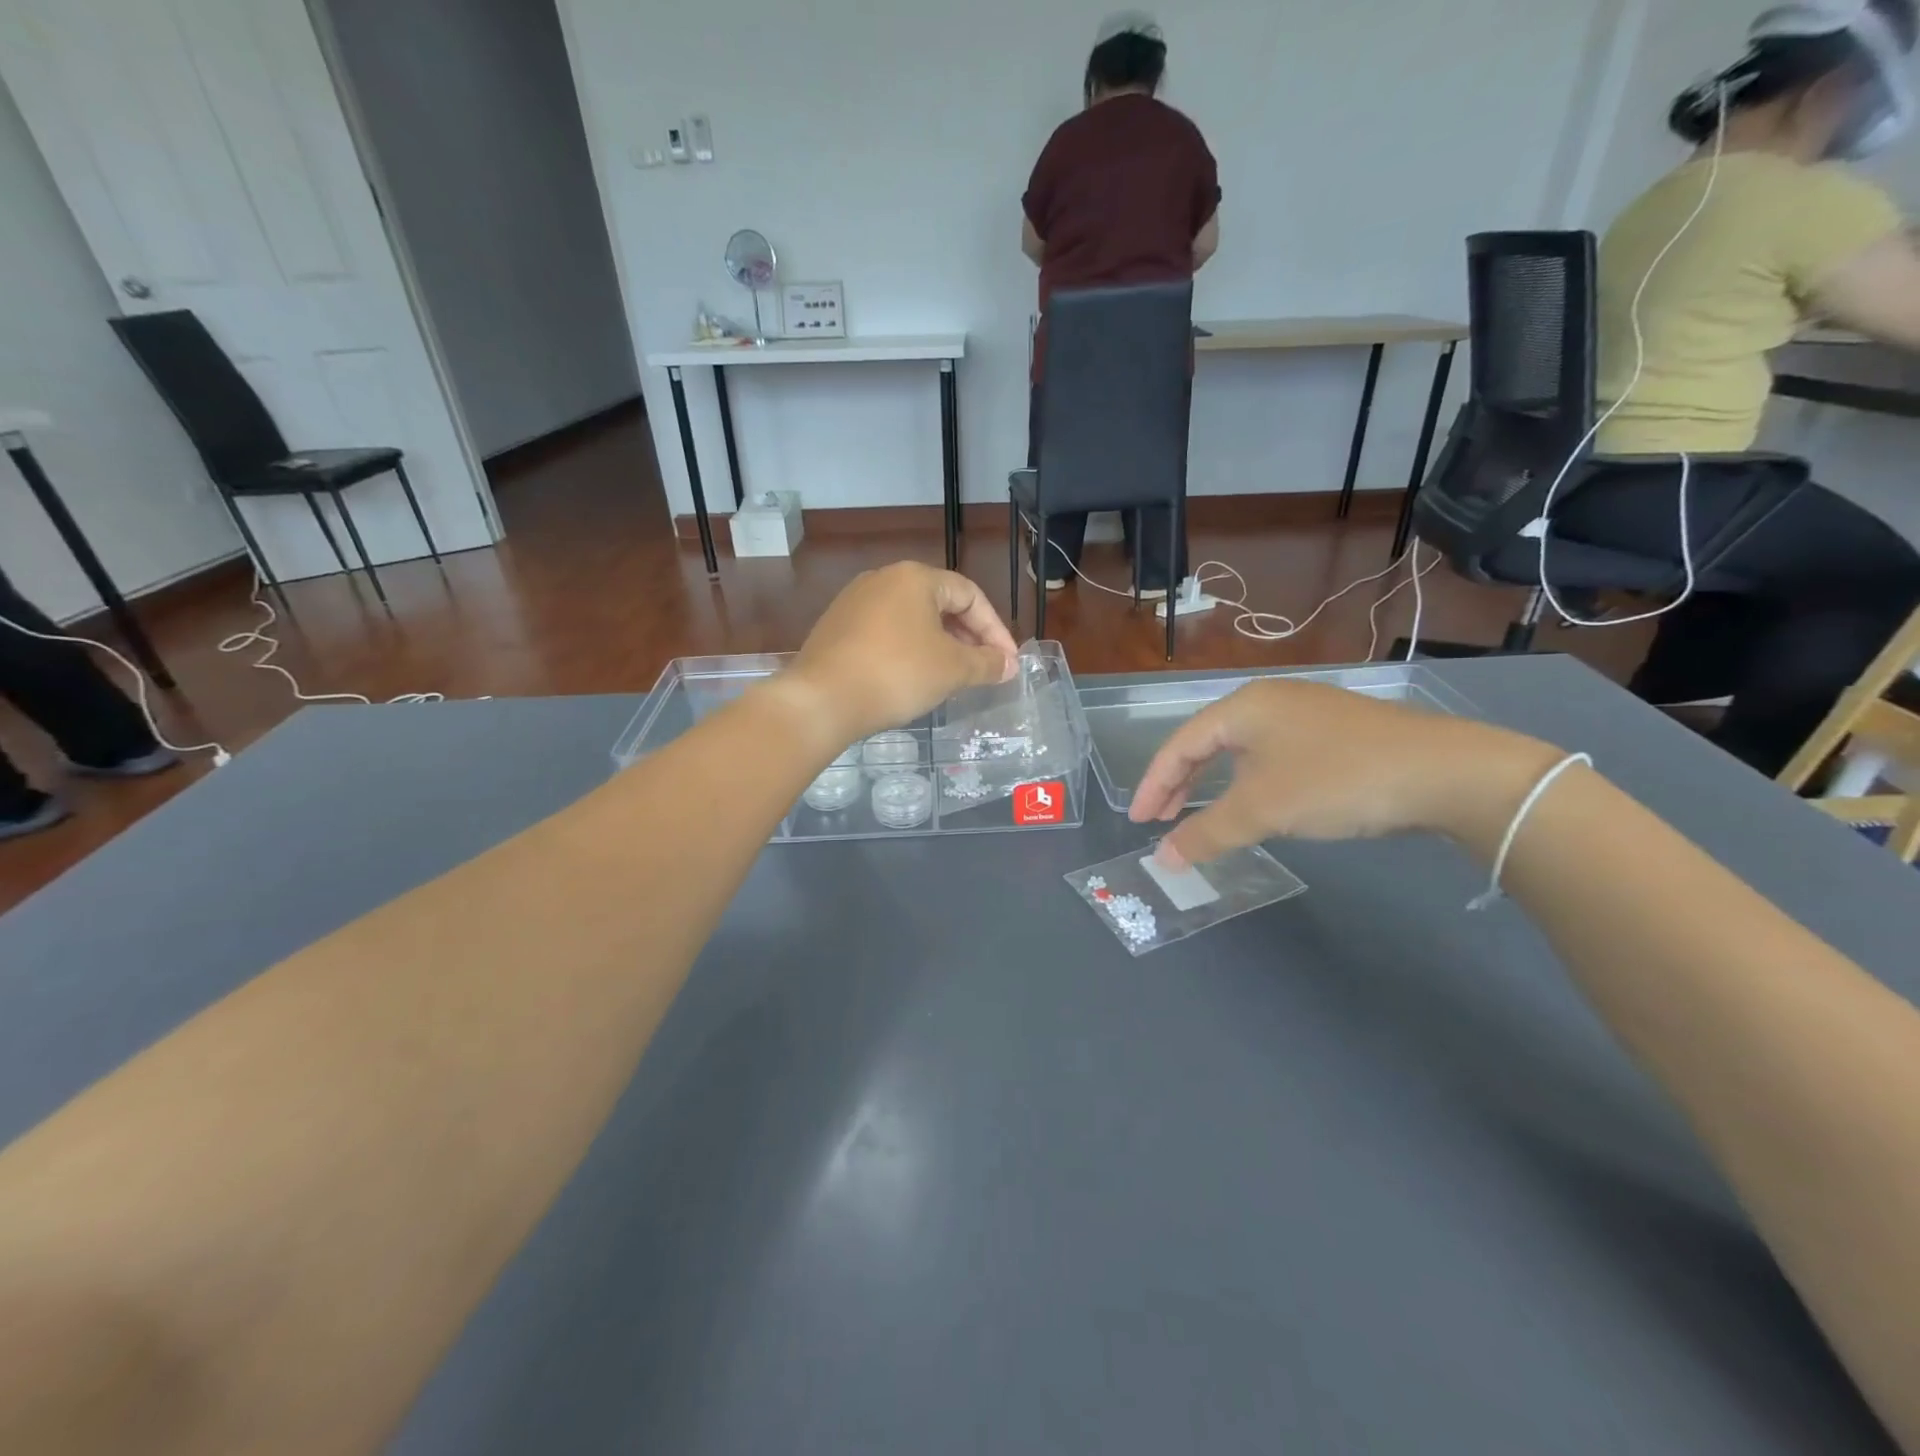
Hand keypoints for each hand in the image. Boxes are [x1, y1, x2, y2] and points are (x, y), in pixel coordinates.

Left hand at [779, 562, 1018, 750]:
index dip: (995, 630)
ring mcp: (854, 602)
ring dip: (939, 645)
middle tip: (983, 669)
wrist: (821, 699)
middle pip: (940, 604)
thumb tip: (1009, 665)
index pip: (970, 595)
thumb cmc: (897, 674)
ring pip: (911, 619)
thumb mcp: (952, 669)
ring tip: (952, 676)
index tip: (1007, 663)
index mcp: (915, 577)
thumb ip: (986, 663)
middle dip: (968, 637)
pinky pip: (885, 633)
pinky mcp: (836, 627)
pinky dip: (908, 650)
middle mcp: (883, 579)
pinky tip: (912, 678)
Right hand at [1129, 680, 1561, 868]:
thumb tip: (1163, 859)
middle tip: (1160, 819)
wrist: (1445, 771)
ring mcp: (1307, 712)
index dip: (1153, 784)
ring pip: (1242, 750)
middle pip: (1207, 743)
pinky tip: (1262, 801)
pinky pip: (1274, 754)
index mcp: (1243, 706)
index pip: (1179, 745)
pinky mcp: (1338, 730)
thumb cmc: (1335, 780)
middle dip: (1180, 783)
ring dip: (1216, 784)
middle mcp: (1270, 700)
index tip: (1138, 821)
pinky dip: (1252, 781)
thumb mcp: (1262, 810)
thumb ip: (1206, 833)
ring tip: (1205, 813)